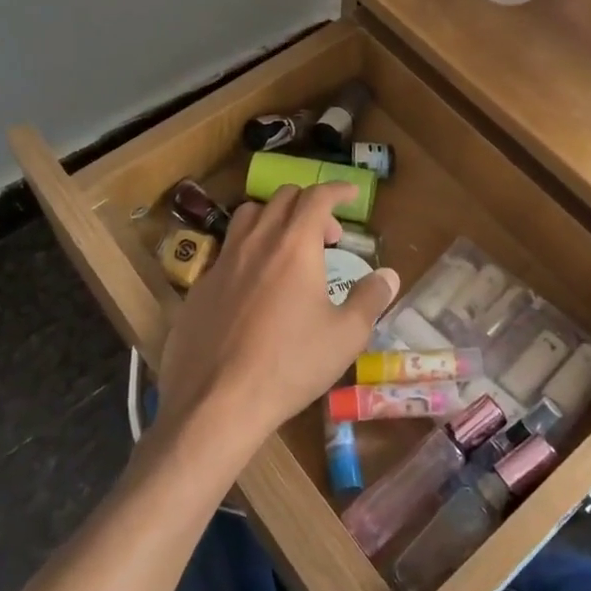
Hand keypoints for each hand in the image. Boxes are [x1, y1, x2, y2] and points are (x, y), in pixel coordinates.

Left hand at [153, 184, 399, 459]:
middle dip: (309, 205)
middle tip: (327, 236)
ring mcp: (223, 260)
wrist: (217, 401)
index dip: (337, 190)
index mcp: (294, 244)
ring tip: (288, 247)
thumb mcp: (345, 336)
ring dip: (274, 218)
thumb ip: (370, 299)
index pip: (317, 196)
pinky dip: (248, 249)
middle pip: (282, 198)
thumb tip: (389, 275)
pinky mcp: (200, 284)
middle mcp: (257, 240)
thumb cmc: (290, 365)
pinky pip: (227, 249)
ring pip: (249, 215)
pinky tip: (254, 284)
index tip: (351, 194)